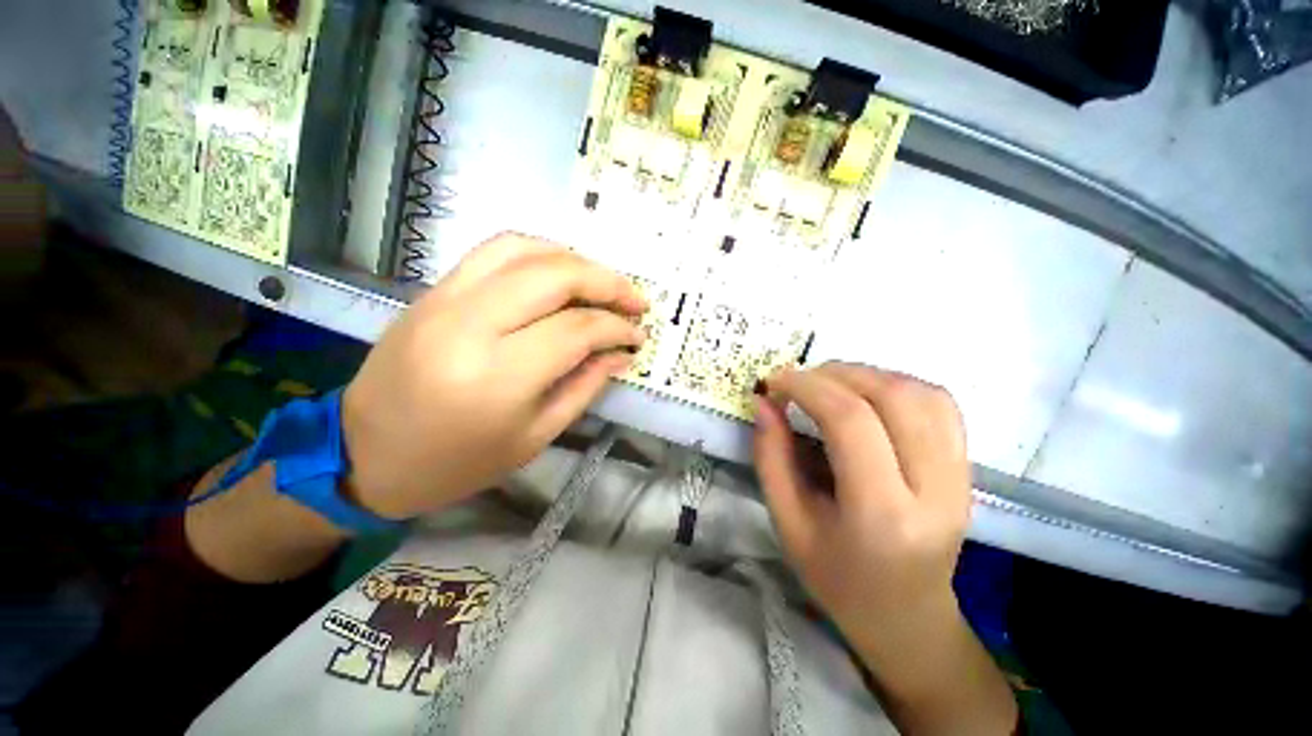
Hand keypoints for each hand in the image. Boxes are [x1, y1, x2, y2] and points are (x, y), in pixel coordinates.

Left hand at [341, 233, 646, 519]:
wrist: (363, 455)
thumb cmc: (456, 463)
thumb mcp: (535, 437)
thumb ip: (585, 387)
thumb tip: (620, 354)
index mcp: (498, 376)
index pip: (576, 329)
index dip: (617, 328)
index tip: (638, 336)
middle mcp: (469, 325)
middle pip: (554, 276)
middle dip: (607, 282)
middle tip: (635, 300)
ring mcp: (444, 299)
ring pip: (523, 250)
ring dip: (575, 259)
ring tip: (602, 283)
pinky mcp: (432, 291)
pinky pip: (492, 252)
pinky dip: (537, 253)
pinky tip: (560, 272)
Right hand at [754, 362, 1015, 734]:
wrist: (907, 616)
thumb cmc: (837, 578)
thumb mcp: (787, 522)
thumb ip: (771, 457)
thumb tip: (764, 402)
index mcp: (882, 514)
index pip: (851, 422)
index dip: (808, 388)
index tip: (776, 382)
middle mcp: (934, 490)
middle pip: (894, 397)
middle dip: (837, 374)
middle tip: (800, 380)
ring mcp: (961, 478)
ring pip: (922, 394)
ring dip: (868, 375)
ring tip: (830, 384)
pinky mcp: (968, 470)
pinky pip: (940, 406)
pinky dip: (898, 386)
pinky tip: (868, 396)